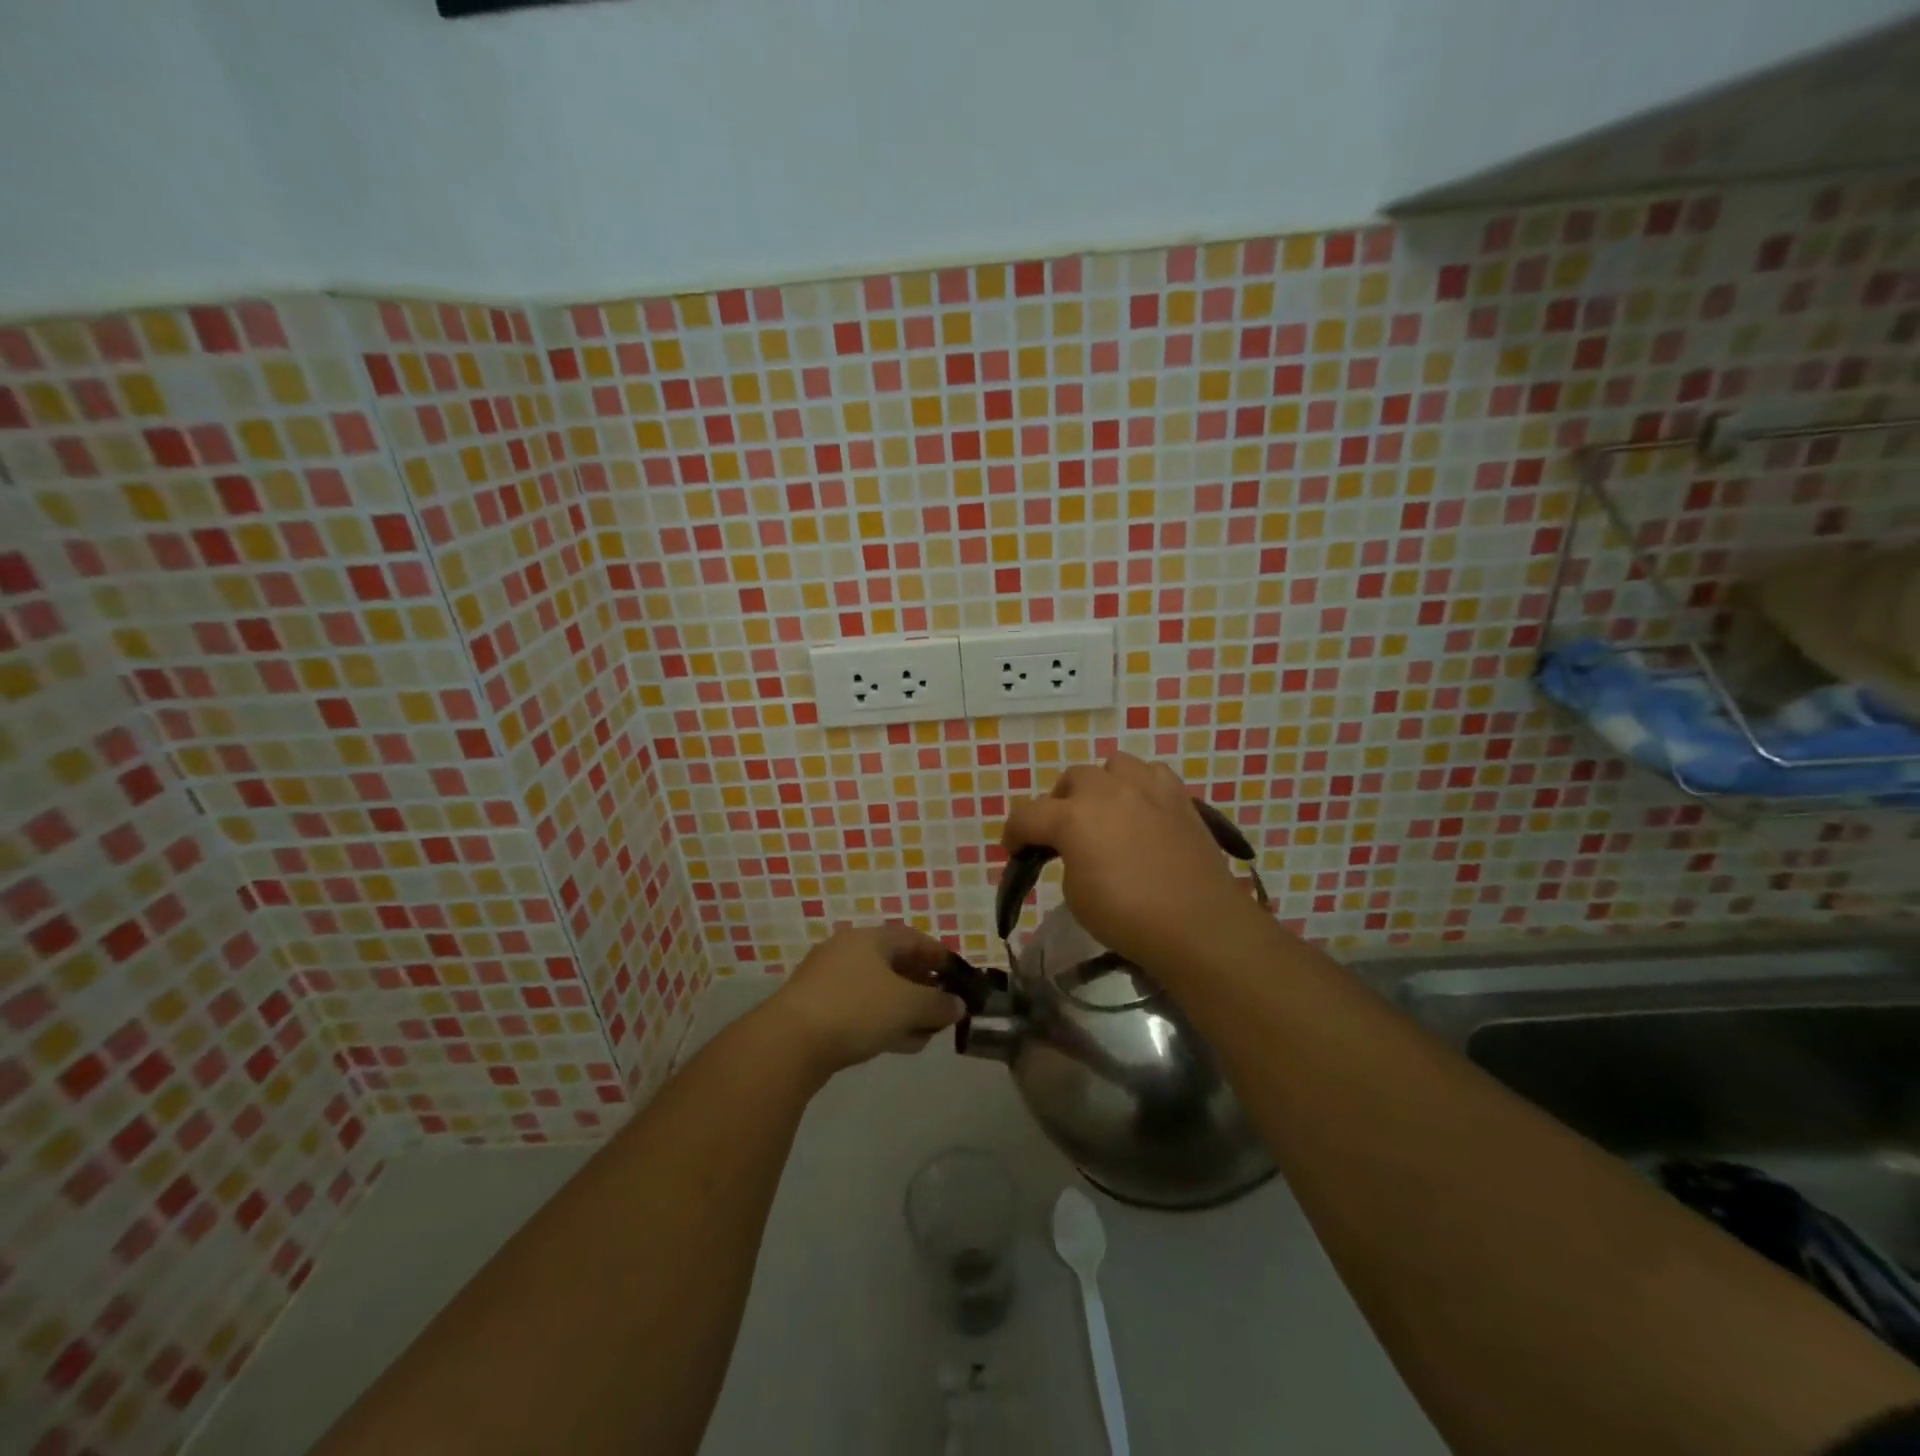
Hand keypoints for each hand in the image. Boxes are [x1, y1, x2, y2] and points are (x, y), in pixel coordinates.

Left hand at [768, 924, 966, 1076]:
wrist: (789, 1044)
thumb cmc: (856, 1009)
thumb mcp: (907, 1006)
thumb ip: (938, 1004)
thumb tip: (957, 1005)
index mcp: (869, 938)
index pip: (913, 938)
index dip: (939, 956)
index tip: (958, 976)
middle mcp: (847, 952)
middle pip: (895, 964)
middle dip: (923, 987)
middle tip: (943, 1008)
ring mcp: (829, 981)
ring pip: (878, 990)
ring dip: (905, 1010)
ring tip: (926, 1034)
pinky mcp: (817, 1009)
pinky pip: (860, 1009)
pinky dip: (883, 1022)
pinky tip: (900, 1044)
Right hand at [1001, 754, 1267, 977]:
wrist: (1198, 924)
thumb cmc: (1128, 917)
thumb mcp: (1076, 896)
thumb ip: (1068, 859)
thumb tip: (1078, 849)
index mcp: (1072, 817)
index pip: (1027, 814)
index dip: (1013, 833)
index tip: (1014, 851)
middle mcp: (1106, 791)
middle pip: (1071, 779)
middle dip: (1059, 803)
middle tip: (1064, 834)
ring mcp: (1147, 788)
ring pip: (1113, 764)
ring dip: (1102, 785)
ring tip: (1106, 811)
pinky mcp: (1179, 797)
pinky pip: (1152, 774)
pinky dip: (1140, 786)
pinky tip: (1142, 810)